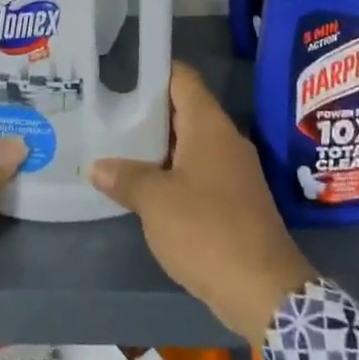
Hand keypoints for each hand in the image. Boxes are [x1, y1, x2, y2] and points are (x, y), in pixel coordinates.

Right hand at [88, 64, 315, 345]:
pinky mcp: (235, 201)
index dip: (153, 70)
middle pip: (184, 111)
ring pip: (189, 145)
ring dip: (157, 148)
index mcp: (210, 126)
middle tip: (106, 112)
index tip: (120, 73)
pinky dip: (172, 174)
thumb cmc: (207, 230)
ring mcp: (233, 171)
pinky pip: (198, 173)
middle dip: (147, 112)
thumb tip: (96, 167)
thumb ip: (125, 178)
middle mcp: (226, 140)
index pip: (182, 79)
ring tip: (116, 147)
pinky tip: (144, 188)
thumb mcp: (155, 202)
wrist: (262, 289)